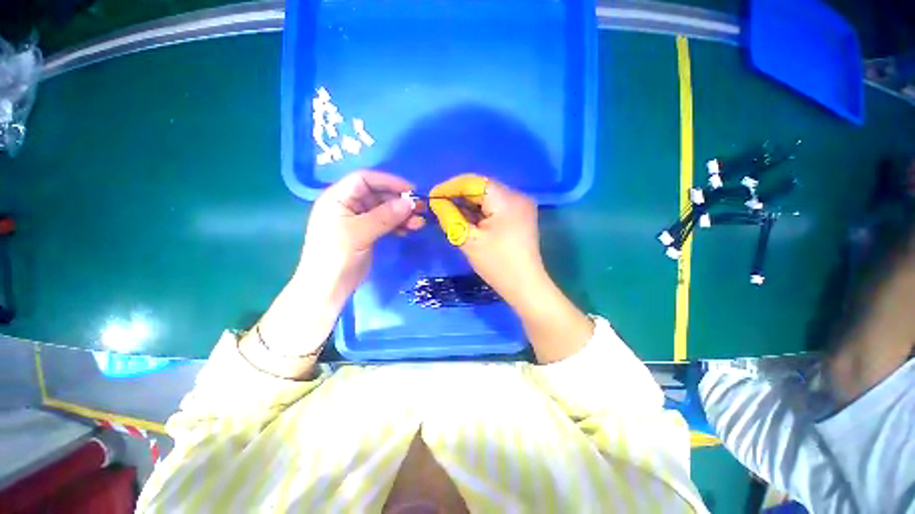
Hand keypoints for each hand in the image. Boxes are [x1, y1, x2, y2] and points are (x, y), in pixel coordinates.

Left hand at [298, 170, 424, 295]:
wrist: (328, 287)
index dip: (388, 182)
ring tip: (419, 224)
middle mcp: (348, 205)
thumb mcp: (360, 232)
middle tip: (420, 209)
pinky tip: (409, 231)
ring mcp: (358, 220)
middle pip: (377, 195)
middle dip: (399, 201)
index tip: (411, 190)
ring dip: (402, 216)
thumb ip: (386, 216)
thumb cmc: (337, 256)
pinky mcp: (366, 234)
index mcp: (338, 198)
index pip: (365, 180)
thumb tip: (410, 203)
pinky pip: (385, 224)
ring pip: (384, 211)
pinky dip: (397, 226)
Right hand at [428, 174, 592, 362]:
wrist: (525, 286)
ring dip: (468, 205)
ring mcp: (521, 206)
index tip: (432, 197)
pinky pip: (496, 207)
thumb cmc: (496, 264)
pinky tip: (468, 221)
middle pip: (481, 188)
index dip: (450, 187)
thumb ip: (449, 217)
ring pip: (488, 198)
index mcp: (506, 199)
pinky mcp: (520, 217)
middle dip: (458, 197)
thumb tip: (436, 202)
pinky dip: (480, 212)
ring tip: (450, 215)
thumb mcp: (468, 240)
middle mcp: (517, 196)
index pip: (473, 182)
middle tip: (439, 208)